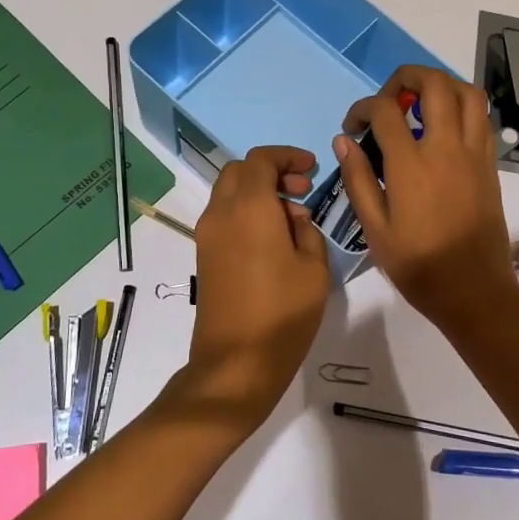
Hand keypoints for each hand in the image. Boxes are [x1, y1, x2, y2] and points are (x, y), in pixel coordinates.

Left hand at [176, 146, 330, 427]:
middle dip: (271, 172)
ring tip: (293, 218)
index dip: (287, 156)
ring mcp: (207, 235)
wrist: (235, 363)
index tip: (312, 169)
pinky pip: (225, 217)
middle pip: (239, 171)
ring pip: (229, 193)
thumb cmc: (283, 313)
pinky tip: (274, 239)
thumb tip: (293, 218)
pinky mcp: (204, 256)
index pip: (260, 160)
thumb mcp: (314, 269)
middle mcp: (221, 213)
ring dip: (258, 192)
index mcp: (249, 207)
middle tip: (302, 190)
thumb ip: (307, 231)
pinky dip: (247, 212)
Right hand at [335, 68, 518, 335]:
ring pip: (467, 93)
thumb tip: (344, 140)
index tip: (353, 126)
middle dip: (406, 77)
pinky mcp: (490, 165)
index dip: (362, 107)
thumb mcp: (375, 228)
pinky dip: (462, 108)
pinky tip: (443, 129)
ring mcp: (474, 154)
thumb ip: (357, 179)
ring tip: (419, 105)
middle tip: (388, 99)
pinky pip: (482, 118)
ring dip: (441, 86)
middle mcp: (447, 148)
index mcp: (412, 165)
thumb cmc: (418, 266)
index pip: (385, 110)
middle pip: (434, 84)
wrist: (473, 292)